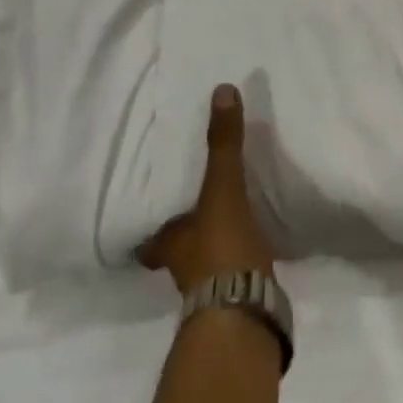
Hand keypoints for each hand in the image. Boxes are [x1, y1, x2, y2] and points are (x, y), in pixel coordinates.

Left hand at [140, 84, 276, 295]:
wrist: (245, 313)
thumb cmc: (221, 248)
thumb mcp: (223, 189)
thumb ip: (224, 144)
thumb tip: (222, 89)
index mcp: (168, 243)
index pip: (149, 235)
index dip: (151, 226)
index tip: (153, 207)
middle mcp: (180, 268)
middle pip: (176, 248)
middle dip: (185, 232)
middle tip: (196, 209)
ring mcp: (208, 288)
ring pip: (202, 261)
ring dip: (211, 245)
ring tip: (228, 222)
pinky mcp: (237, 296)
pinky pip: (232, 270)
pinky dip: (237, 259)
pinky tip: (252, 246)